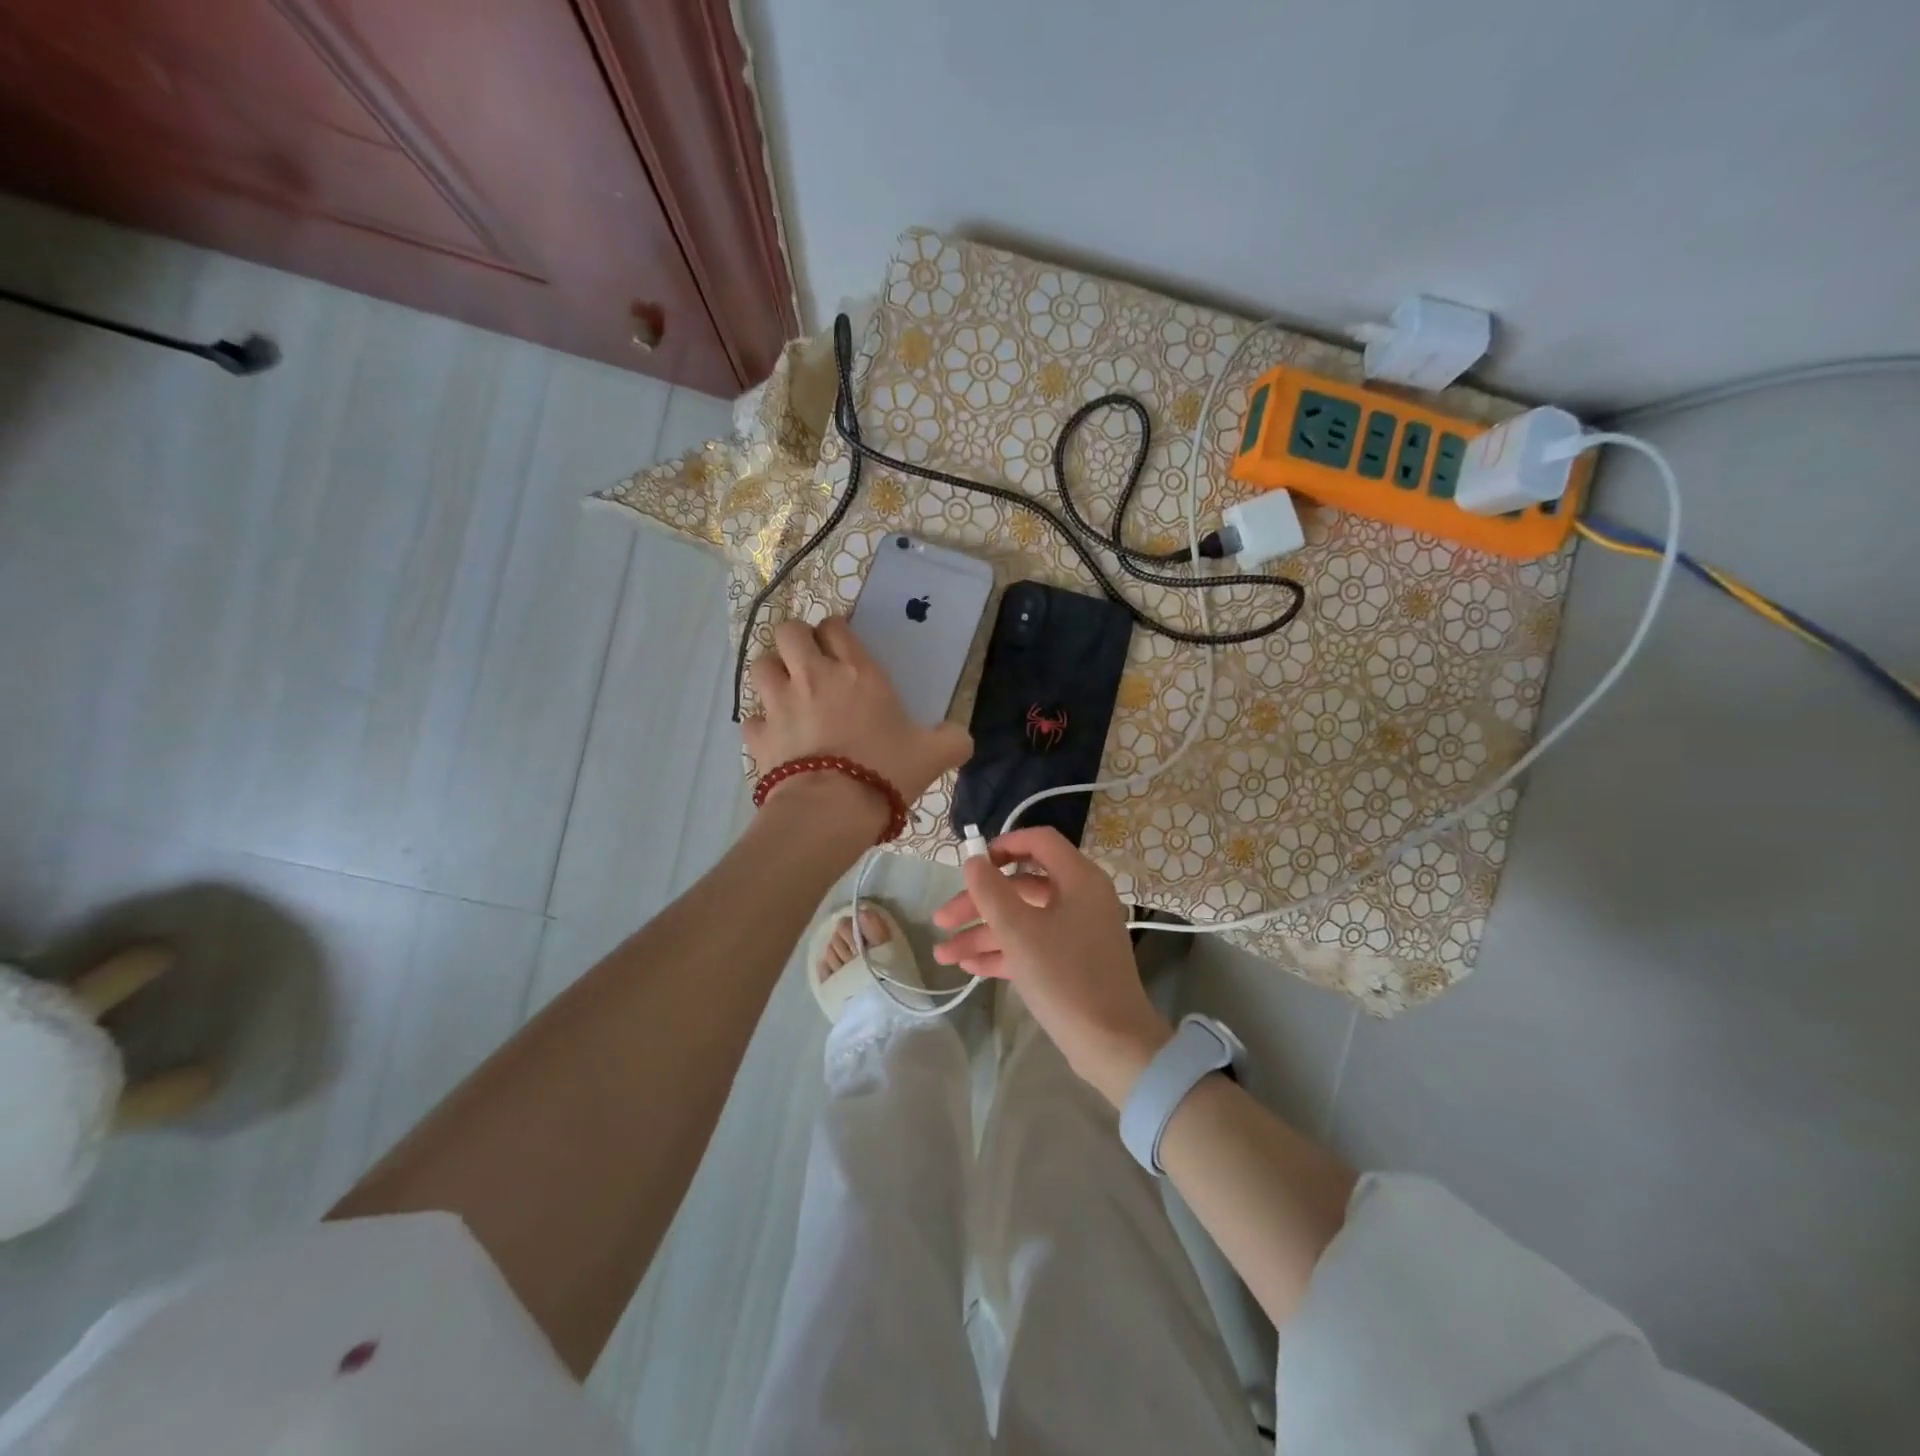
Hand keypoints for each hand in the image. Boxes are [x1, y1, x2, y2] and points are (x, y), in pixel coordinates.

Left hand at [743, 617, 972, 819]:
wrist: (831, 810)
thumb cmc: (885, 771)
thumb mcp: (933, 755)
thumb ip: (953, 740)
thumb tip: (962, 737)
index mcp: (856, 671)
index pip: (835, 626)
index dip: (836, 632)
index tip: (842, 651)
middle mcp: (813, 676)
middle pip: (789, 631)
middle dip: (797, 641)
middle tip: (811, 665)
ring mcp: (779, 703)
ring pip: (761, 665)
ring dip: (773, 674)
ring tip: (787, 692)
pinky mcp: (758, 735)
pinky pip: (752, 718)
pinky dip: (762, 723)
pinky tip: (776, 735)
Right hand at [932, 827, 1172, 1104]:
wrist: (1112, 1044)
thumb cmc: (1065, 977)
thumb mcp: (1019, 931)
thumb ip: (990, 891)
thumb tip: (973, 860)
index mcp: (1078, 879)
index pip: (1039, 841)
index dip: (1002, 845)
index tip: (970, 864)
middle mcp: (1081, 898)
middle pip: (1021, 885)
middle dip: (978, 903)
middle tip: (941, 920)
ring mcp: (1078, 932)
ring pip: (1023, 920)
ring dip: (983, 934)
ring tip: (944, 955)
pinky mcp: (1073, 962)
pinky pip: (1033, 945)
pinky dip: (1003, 952)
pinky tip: (969, 968)